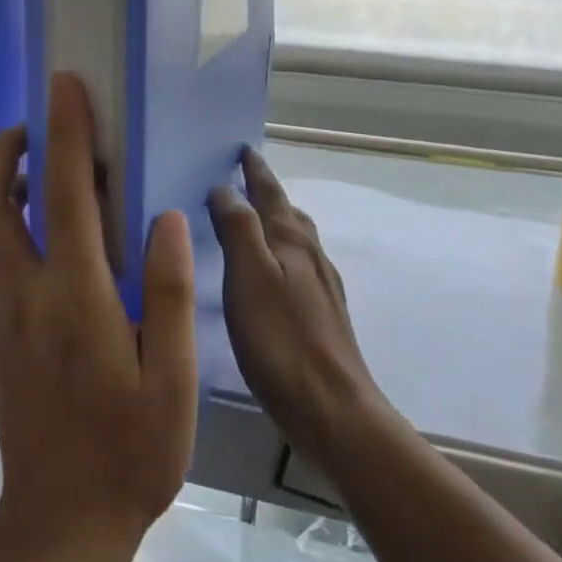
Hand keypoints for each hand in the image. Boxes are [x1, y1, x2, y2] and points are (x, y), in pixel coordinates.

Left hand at [0, 73, 197, 561]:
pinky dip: (12, 224)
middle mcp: (24, 295)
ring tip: (45, 169)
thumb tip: (164, 217)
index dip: (64, 132)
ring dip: (3, 183)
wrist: (60, 524)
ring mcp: (1, 315)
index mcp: (74, 299)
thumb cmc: (130, 456)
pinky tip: (52, 236)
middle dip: (2, 150)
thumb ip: (168, 294)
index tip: (66, 85)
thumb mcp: (170, 382)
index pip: (63, 194)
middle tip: (36, 124)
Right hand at [210, 149, 379, 463]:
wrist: (335, 412)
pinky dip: (280, 255)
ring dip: (275, 222)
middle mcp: (311, 256)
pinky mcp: (323, 317)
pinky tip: (270, 277)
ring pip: (297, 240)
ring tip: (252, 221)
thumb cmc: (281, 340)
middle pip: (288, 212)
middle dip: (266, 192)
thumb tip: (225, 188)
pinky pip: (298, 268)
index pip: (270, 193)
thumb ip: (237, 227)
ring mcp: (322, 288)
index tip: (243, 149)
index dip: (255, 170)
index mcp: (292, 241)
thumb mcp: (249, 276)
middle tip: (243, 179)